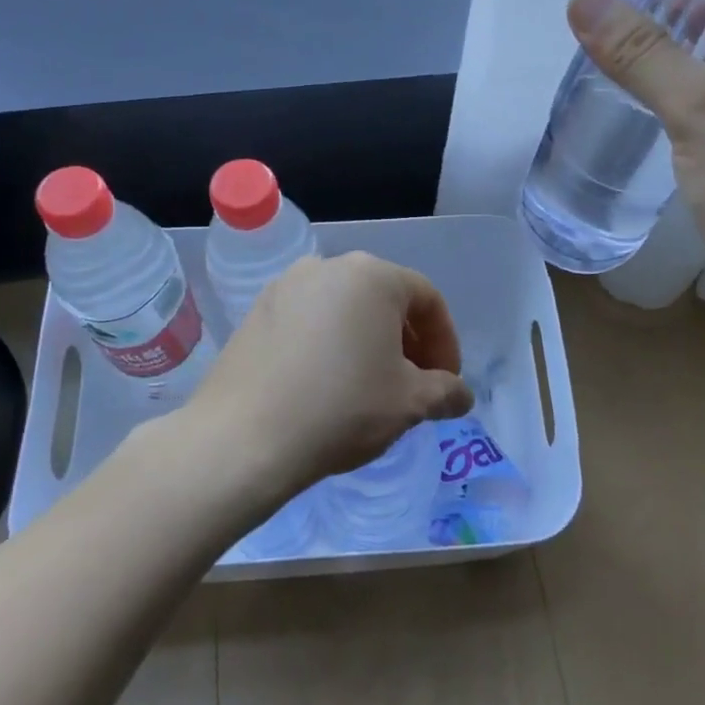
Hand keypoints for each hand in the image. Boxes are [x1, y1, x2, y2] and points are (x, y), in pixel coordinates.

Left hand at [185, 253, 474, 501]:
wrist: (243, 438)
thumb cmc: (341, 409)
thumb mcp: (408, 403)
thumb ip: (446, 392)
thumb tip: (461, 395)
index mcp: (372, 276)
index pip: (427, 299)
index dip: (446, 342)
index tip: (446, 382)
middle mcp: (328, 266)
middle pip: (385, 299)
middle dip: (408, 341)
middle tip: (414, 385)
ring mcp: (286, 286)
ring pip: (346, 309)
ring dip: (368, 341)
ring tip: (371, 386)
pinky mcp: (256, 311)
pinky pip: (310, 320)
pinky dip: (331, 343)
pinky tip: (327, 383)